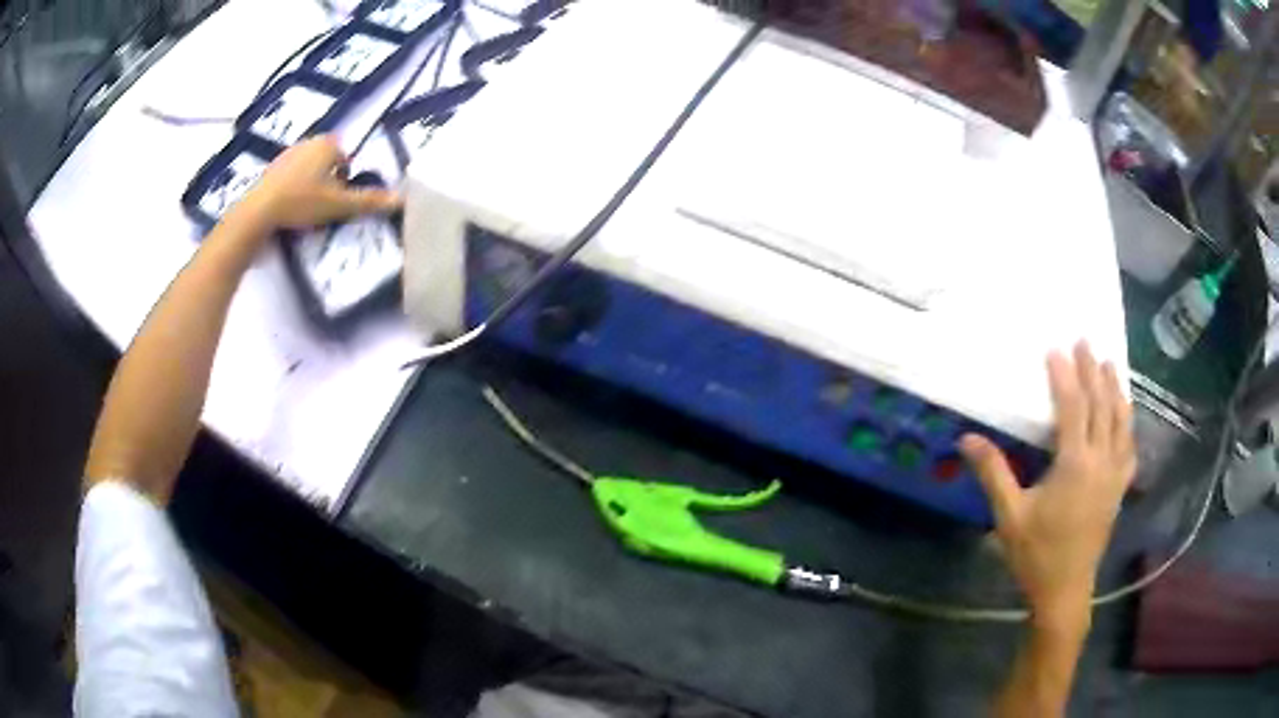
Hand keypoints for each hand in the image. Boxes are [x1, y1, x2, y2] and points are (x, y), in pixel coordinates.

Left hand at [234, 135, 401, 232]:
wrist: (259, 211)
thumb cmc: (302, 202)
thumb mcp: (339, 205)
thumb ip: (369, 201)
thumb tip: (401, 200)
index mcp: (328, 144)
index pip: (345, 161)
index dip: (343, 183)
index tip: (335, 202)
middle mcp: (309, 142)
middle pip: (327, 164)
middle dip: (327, 183)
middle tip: (321, 208)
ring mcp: (287, 153)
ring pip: (308, 171)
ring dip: (310, 187)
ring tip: (303, 211)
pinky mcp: (271, 168)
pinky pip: (290, 177)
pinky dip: (292, 190)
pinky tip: (287, 209)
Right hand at [960, 342, 1136, 630]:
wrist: (1065, 590)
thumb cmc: (1035, 554)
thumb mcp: (1009, 516)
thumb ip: (993, 473)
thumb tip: (967, 438)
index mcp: (1075, 464)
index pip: (1073, 407)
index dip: (1065, 376)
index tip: (1056, 349)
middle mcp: (1101, 461)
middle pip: (1101, 405)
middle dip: (1093, 371)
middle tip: (1086, 342)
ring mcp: (1115, 474)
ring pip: (1121, 421)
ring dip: (1115, 390)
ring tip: (1109, 365)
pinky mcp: (1120, 488)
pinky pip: (1129, 446)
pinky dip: (1127, 423)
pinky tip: (1125, 415)